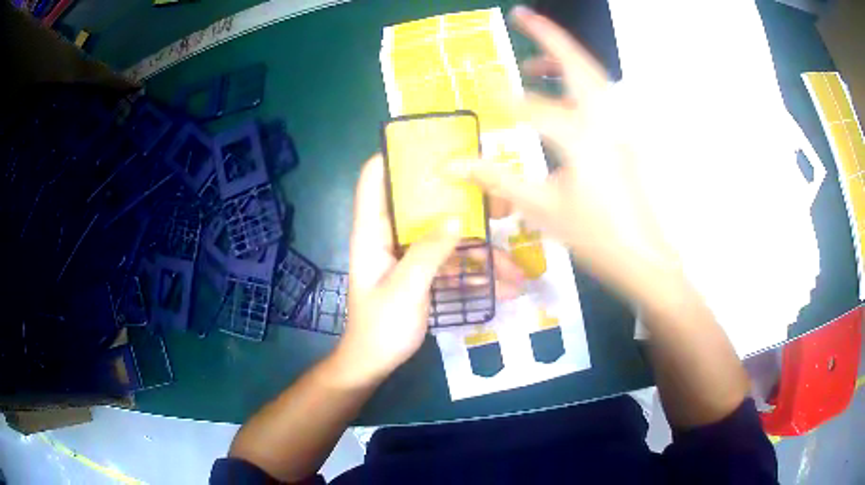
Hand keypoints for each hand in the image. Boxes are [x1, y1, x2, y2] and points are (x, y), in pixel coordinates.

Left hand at [335, 155, 523, 385]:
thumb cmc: (380, 327)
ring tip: (516, 271)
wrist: (374, 364)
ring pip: (447, 240)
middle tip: (497, 201)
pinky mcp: (424, 274)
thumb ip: (428, 253)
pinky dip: (476, 274)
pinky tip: (504, 288)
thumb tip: (455, 218)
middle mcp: (390, 236)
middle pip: (423, 205)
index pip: (374, 179)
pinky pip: (452, 265)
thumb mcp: (405, 290)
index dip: (395, 156)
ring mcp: (409, 255)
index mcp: (372, 232)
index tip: (431, 146)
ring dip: (481, 253)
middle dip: (460, 203)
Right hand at [459, 6, 678, 298]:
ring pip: (593, 76)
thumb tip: (453, 166)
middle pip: (577, 63)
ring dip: (564, 58)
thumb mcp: (542, 208)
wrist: (643, 259)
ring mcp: (619, 127)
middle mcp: (604, 121)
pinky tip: (561, 94)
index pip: (532, 107)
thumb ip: (497, 179)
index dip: (502, 100)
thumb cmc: (594, 237)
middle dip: (548, 36)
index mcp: (581, 137)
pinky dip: (578, 82)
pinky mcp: (624, 137)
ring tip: (534, 58)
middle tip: (522, 15)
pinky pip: (600, 96)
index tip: (481, 95)